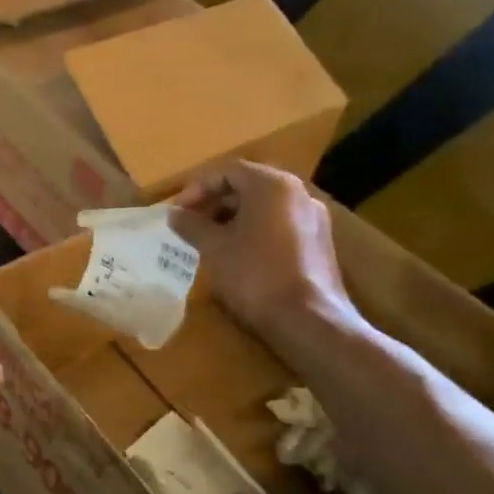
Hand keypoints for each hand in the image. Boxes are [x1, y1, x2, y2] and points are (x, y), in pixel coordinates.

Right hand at [170, 161, 352, 333]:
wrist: (310, 321)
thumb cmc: (255, 274)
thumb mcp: (213, 247)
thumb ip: (191, 224)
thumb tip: (174, 214)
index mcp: (272, 185)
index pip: (227, 172)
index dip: (196, 188)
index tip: (177, 210)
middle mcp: (298, 194)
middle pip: (247, 186)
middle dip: (214, 202)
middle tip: (190, 223)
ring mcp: (313, 219)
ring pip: (264, 207)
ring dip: (232, 217)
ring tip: (209, 240)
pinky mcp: (319, 244)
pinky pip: (279, 225)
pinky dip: (254, 231)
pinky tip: (236, 254)